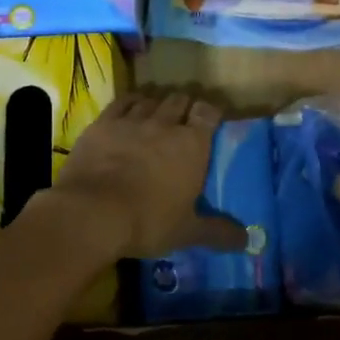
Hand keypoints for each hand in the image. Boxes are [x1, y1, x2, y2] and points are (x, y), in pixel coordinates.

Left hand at [48, 92, 249, 258]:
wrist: (91, 213)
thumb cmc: (147, 221)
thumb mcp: (187, 232)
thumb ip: (218, 232)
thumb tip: (247, 241)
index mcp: (192, 144)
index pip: (208, 112)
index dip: (211, 112)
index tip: (211, 120)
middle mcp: (164, 124)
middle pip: (179, 99)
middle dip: (184, 105)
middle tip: (184, 118)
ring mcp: (131, 121)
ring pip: (150, 99)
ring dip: (157, 103)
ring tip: (157, 113)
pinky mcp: (103, 123)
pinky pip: (122, 102)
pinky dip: (130, 102)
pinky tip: (130, 108)